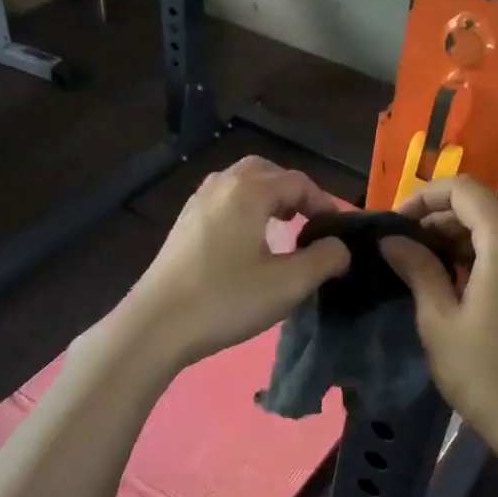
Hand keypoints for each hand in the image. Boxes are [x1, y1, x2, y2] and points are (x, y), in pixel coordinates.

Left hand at [116, 156, 351, 371]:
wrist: (156, 325)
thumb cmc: (226, 300)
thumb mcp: (288, 284)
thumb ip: (324, 259)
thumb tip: (340, 247)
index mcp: (248, 191)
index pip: (297, 182)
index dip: (324, 203)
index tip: (338, 231)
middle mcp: (221, 185)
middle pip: (265, 171)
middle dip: (292, 191)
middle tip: (309, 221)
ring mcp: (196, 203)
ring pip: (240, 184)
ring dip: (266, 197)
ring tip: (282, 228)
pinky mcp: (183, 225)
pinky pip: (222, 201)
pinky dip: (244, 209)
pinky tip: (248, 243)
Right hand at [380, 175, 497, 462]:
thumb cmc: (484, 372)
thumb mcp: (438, 320)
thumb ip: (417, 269)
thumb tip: (392, 239)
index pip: (464, 190)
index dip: (425, 197)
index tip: (395, 223)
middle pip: (483, 208)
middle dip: (439, 220)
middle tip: (403, 248)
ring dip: (459, 239)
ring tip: (423, 267)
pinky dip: (482, 256)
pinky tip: (456, 283)